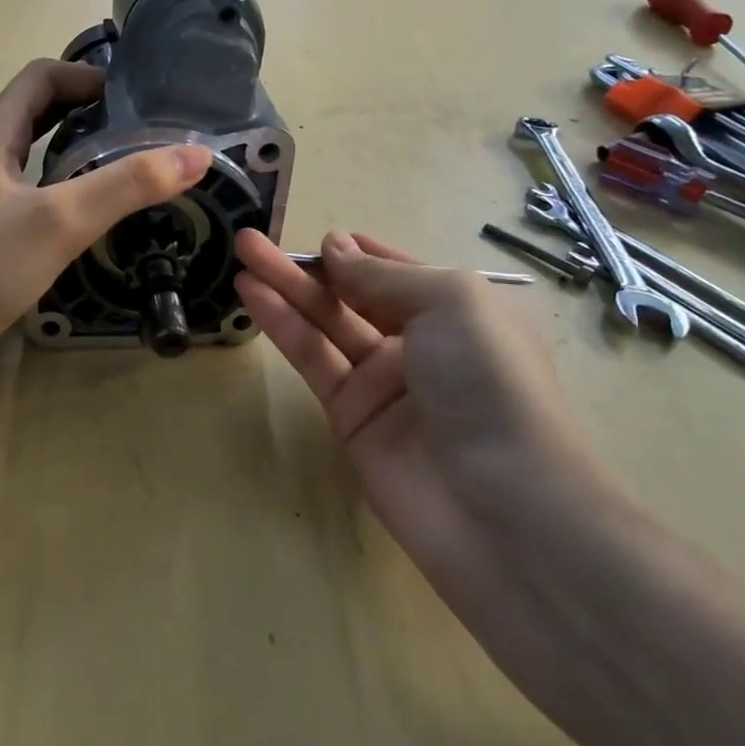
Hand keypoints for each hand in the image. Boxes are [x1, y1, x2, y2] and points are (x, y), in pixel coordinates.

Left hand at [0, 59, 211, 374]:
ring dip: (78, 148)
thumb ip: (126, 186)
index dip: (89, 76)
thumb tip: (195, 155)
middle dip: (90, 111)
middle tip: (143, 129)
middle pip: (38, 110)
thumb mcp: (58, 221)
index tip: (139, 96)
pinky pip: (29, 187)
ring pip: (34, 152)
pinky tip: (89, 210)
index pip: (42, 78)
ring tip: (128, 164)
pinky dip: (63, 183)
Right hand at [234, 229, 626, 601]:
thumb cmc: (490, 383)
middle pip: (353, 295)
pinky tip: (253, 295)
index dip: (359, 254)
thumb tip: (335, 248)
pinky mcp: (350, 416)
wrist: (501, 507)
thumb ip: (382, 277)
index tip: (319, 238)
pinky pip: (312, 359)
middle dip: (308, 267)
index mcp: (460, 313)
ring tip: (242, 255)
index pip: (399, 274)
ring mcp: (383, 382)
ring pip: (325, 324)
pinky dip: (283, 325)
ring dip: (285, 289)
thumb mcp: (450, 303)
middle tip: (253, 240)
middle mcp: (421, 344)